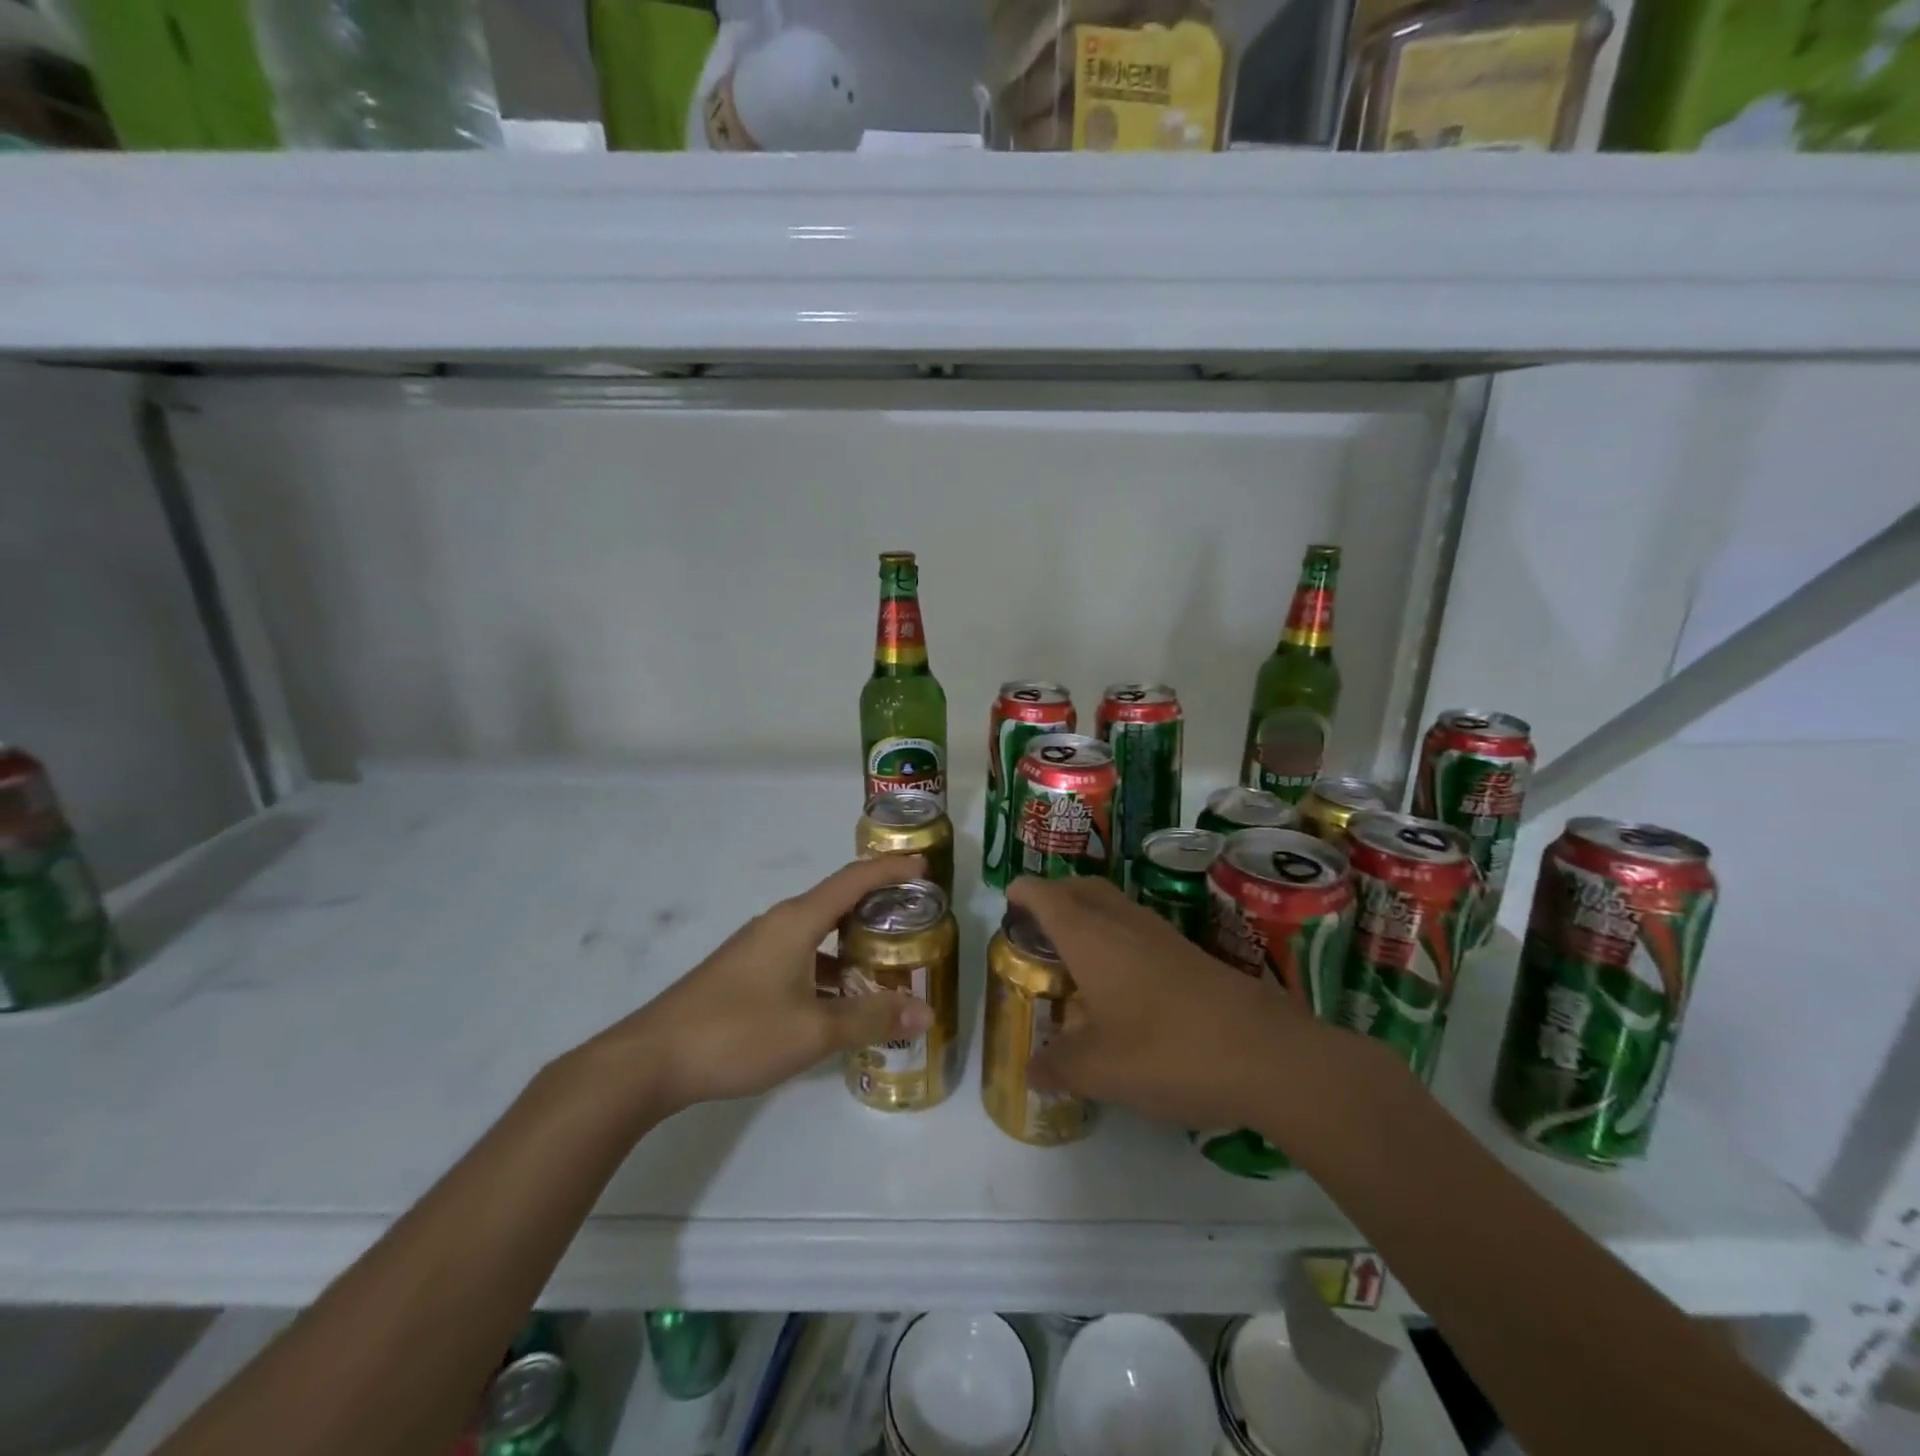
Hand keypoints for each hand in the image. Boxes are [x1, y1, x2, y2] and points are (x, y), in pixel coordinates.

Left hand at [581, 857, 935, 1119]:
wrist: (651, 1059)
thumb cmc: (738, 1032)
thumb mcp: (813, 1030)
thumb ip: (870, 1018)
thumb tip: (925, 1012)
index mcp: (797, 921)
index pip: (853, 880)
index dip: (890, 869)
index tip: (924, 866)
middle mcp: (778, 923)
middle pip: (837, 901)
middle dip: (877, 905)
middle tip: (916, 918)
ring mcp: (757, 948)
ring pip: (817, 932)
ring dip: (851, 941)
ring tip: (888, 961)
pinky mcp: (744, 972)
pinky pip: (799, 955)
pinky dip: (827, 966)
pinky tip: (839, 999)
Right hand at [1007, 875, 1362, 1137]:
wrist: (1265, 1054)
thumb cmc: (1167, 1050)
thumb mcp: (1100, 1069)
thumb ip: (1059, 1066)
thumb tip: (1031, 1071)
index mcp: (1091, 937)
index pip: (1048, 897)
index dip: (1025, 893)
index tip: (1008, 899)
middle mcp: (1124, 924)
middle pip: (1083, 889)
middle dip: (1056, 894)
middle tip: (1036, 921)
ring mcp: (1162, 936)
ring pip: (1115, 905)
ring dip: (1089, 914)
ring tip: (1073, 950)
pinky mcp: (1190, 955)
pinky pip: (1138, 929)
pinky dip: (1116, 936)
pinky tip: (1120, 979)